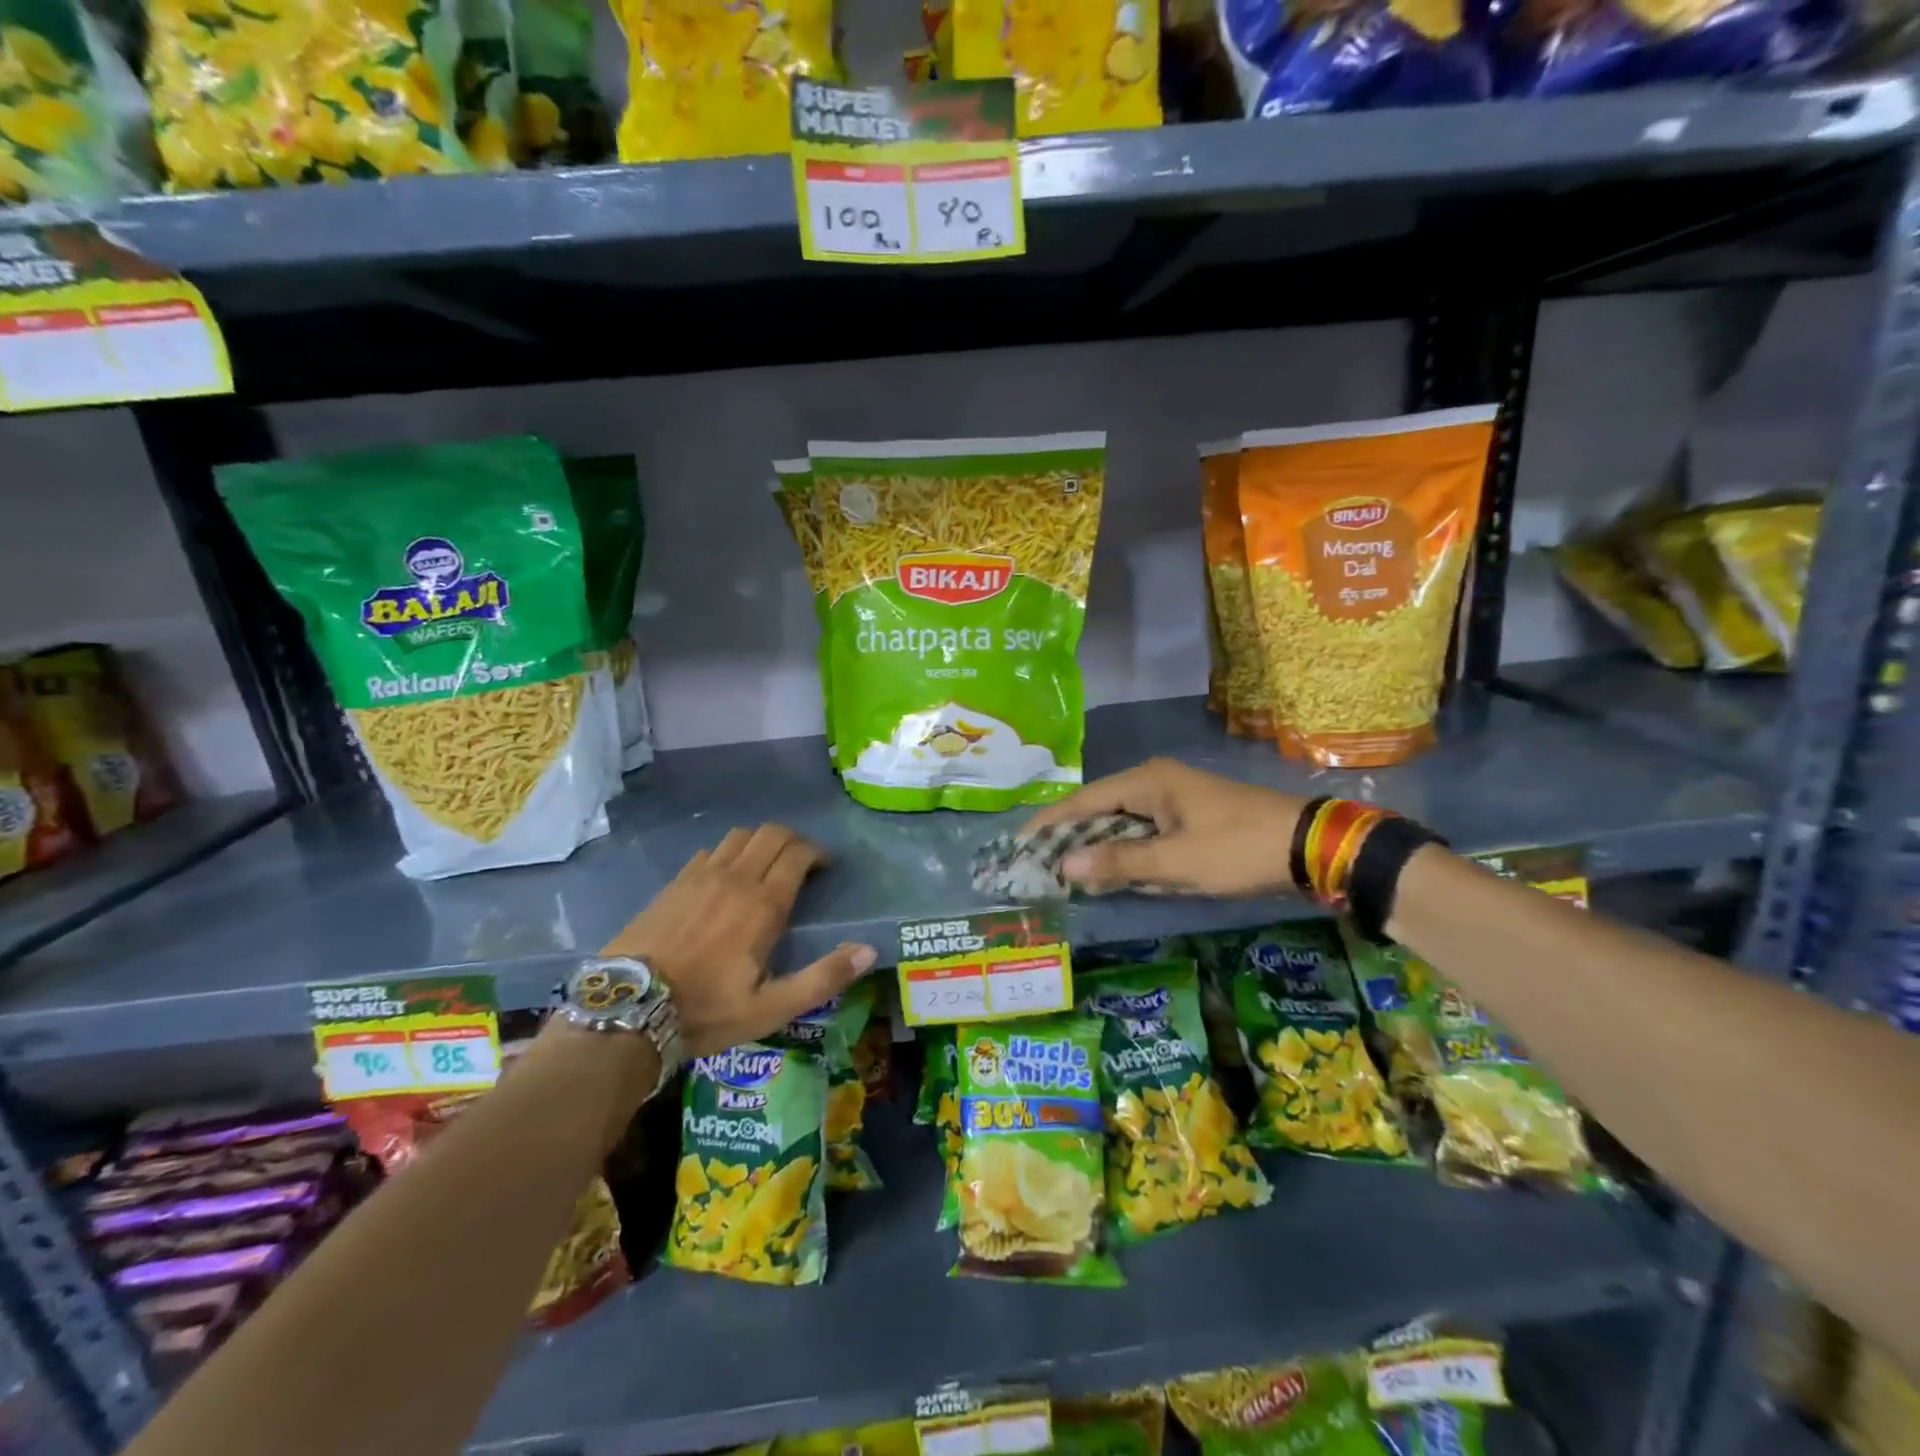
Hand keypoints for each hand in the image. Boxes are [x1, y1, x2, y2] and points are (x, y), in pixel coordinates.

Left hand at [599, 824, 876, 1055]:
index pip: (798, 854)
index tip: (826, 869)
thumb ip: (823, 977)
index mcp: (763, 903)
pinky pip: (709, 850)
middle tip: (802, 863)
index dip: (818, 854)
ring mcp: (700, 876)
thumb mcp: (771, 1008)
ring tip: (767, 866)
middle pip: (771, 834)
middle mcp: (734, 878)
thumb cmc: (706, 1010)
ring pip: (739, 836)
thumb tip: (869, 950)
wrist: (627, 1009)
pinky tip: (726, 877)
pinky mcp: (674, 883)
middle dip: (794, 840)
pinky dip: (728, 853)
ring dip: (761, 842)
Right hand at [1022, 758, 1309, 896]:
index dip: (1050, 824)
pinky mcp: (1189, 816)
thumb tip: (1062, 866)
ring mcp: (1174, 798)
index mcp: (1147, 782)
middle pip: (1100, 810)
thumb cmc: (1237, 849)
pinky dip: (1130, 853)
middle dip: (1073, 839)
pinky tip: (1118, 875)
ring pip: (1123, 824)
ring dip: (1102, 849)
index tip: (1020, 845)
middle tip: (1040, 867)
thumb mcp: (1176, 861)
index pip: (1083, 801)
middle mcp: (1155, 782)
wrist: (1309, 846)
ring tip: (1068, 875)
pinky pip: (1146, 833)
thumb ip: (1118, 862)